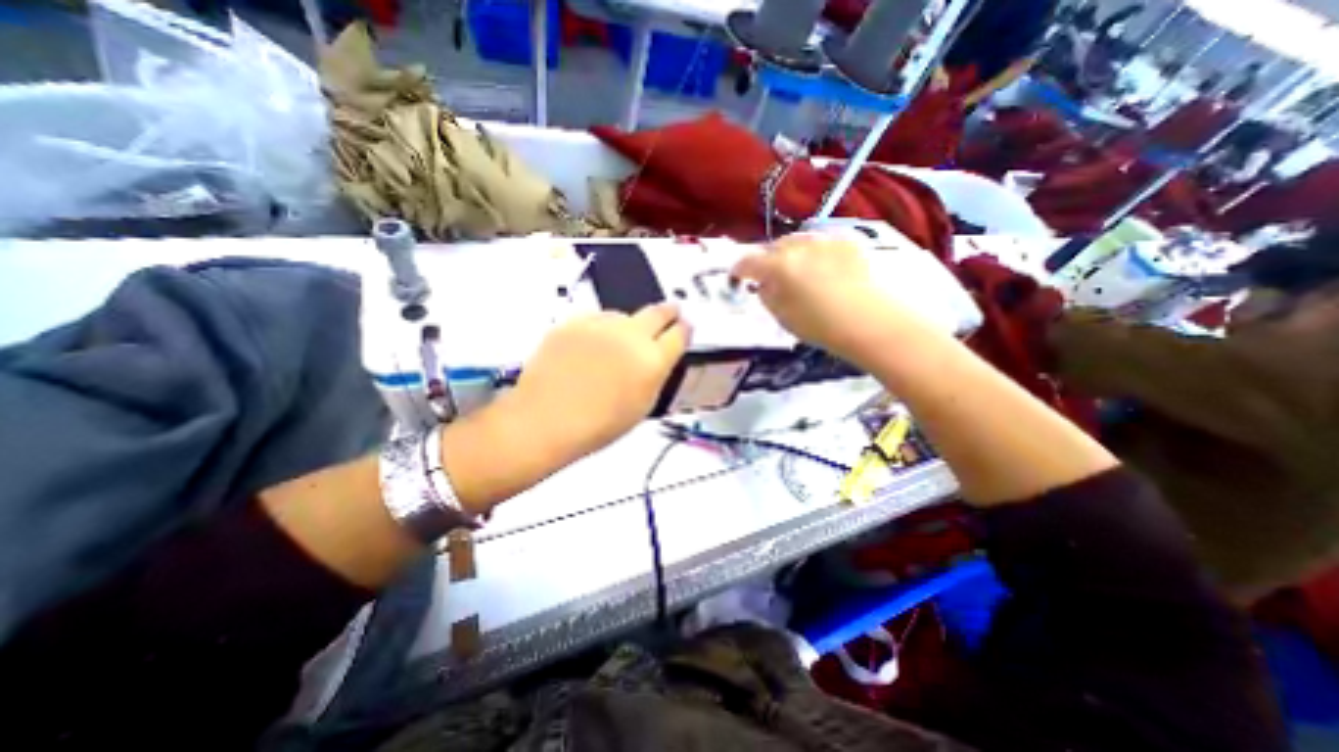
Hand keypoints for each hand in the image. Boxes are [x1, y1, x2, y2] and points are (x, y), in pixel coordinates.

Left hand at [504, 302, 683, 465]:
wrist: (546, 419)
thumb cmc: (598, 425)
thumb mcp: (642, 405)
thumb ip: (655, 375)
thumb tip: (657, 359)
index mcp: (653, 360)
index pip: (679, 334)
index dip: (685, 329)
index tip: (685, 327)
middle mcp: (631, 336)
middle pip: (658, 312)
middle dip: (668, 311)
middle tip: (672, 311)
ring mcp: (601, 325)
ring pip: (624, 316)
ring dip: (627, 325)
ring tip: (617, 343)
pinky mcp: (574, 322)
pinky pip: (595, 319)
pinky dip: (599, 329)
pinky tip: (590, 346)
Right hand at [730, 232, 910, 366]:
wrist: (870, 321)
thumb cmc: (820, 326)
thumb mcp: (782, 316)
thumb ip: (766, 295)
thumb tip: (762, 283)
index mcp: (777, 266)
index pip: (747, 261)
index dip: (739, 270)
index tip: (737, 278)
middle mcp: (797, 245)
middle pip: (772, 247)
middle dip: (767, 260)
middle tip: (770, 277)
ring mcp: (824, 239)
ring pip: (797, 241)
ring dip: (791, 254)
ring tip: (798, 271)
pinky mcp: (847, 240)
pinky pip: (821, 242)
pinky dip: (815, 252)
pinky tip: (823, 268)